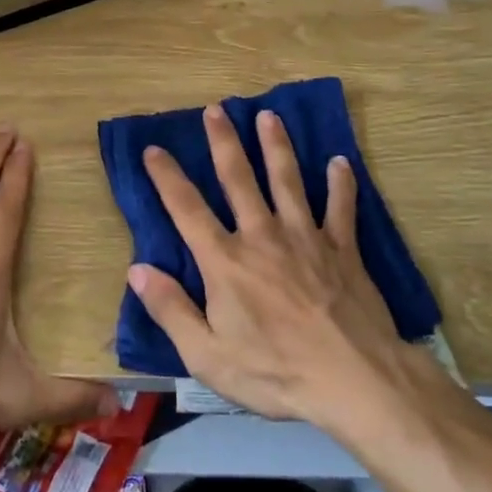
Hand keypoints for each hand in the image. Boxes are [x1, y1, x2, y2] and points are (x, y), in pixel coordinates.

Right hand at [129, 106, 414, 432]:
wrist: (354, 381)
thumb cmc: (275, 373)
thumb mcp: (208, 356)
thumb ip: (171, 310)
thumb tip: (137, 269)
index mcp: (225, 261)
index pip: (187, 209)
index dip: (167, 177)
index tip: (154, 149)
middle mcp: (262, 236)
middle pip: (238, 178)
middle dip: (224, 142)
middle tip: (216, 109)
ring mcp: (306, 238)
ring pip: (287, 180)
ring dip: (276, 146)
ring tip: (269, 116)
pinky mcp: (343, 249)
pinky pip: (341, 208)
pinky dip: (341, 183)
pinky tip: (340, 162)